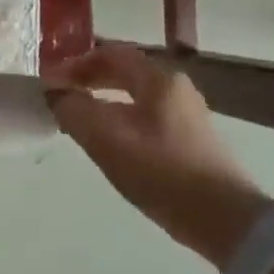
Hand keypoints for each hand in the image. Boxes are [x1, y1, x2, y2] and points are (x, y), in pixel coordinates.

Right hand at [48, 44, 269, 267]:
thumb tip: (55, 92)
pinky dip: (119, 117)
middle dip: (87, 79)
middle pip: (124, 71)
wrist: (224, 219)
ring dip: (102, 99)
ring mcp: (186, 114)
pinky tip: (107, 140)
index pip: (109, 54)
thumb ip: (74, 109)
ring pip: (134, 95)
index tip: (49, 83)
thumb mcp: (105, 139)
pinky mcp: (190, 139)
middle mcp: (176, 88)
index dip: (74, 64)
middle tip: (59, 97)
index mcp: (158, 80)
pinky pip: (145, 115)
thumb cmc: (161, 172)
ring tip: (76, 119)